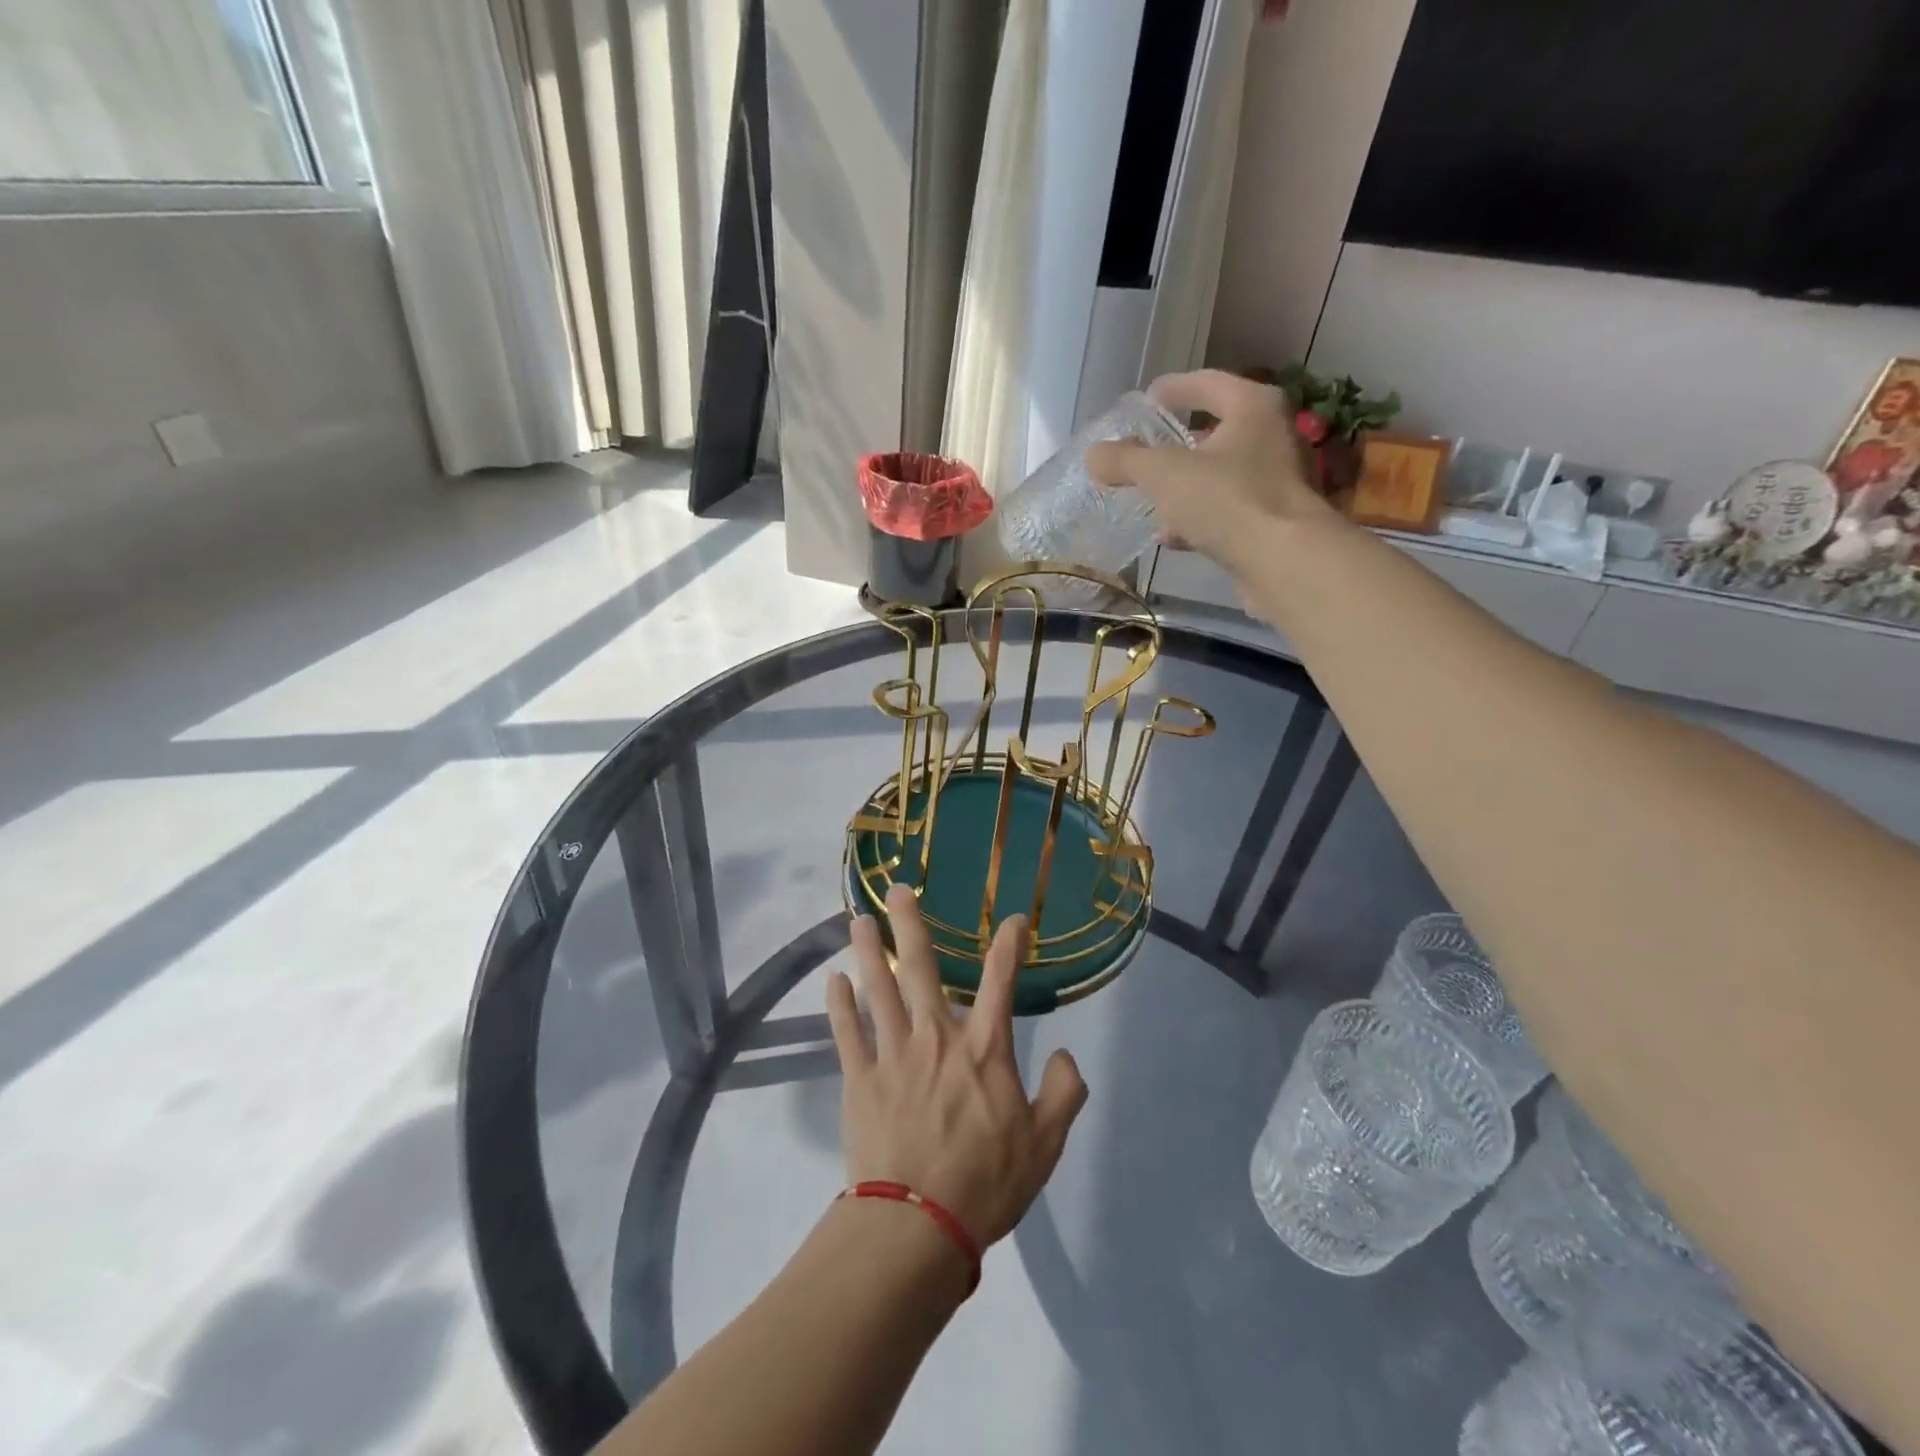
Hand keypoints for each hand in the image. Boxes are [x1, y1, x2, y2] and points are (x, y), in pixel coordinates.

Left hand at [825, 883, 1088, 1249]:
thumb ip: (1063, 1093)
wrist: (919, 1225)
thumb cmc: (986, 1183)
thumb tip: (1064, 1055)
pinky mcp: (860, 1078)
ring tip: (858, 921)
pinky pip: (847, 1032)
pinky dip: (839, 1005)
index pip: (1001, 981)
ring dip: (868, 952)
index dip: (1009, 944)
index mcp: (984, 1049)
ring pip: (879, 990)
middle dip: (910, 925)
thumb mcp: (1045, 1144)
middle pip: (923, 968)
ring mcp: (894, 1054)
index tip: (1013, 919)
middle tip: (896, 890)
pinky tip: (833, 981)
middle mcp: (937, 1037)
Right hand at [1087, 369, 1338, 577]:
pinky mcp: (1272, 522)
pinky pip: (1227, 510)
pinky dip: (1199, 518)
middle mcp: (1272, 436)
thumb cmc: (1227, 501)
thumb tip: (1094, 455)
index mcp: (1253, 407)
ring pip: (1220, 475)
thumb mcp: (1164, 474)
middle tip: (1144, 452)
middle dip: (1178, 445)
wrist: (1284, 563)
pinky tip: (1171, 536)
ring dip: (1186, 486)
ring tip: (1151, 499)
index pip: (1207, 383)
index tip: (1145, 400)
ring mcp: (1276, 481)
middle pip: (1217, 430)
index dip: (1172, 389)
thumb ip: (1126, 460)